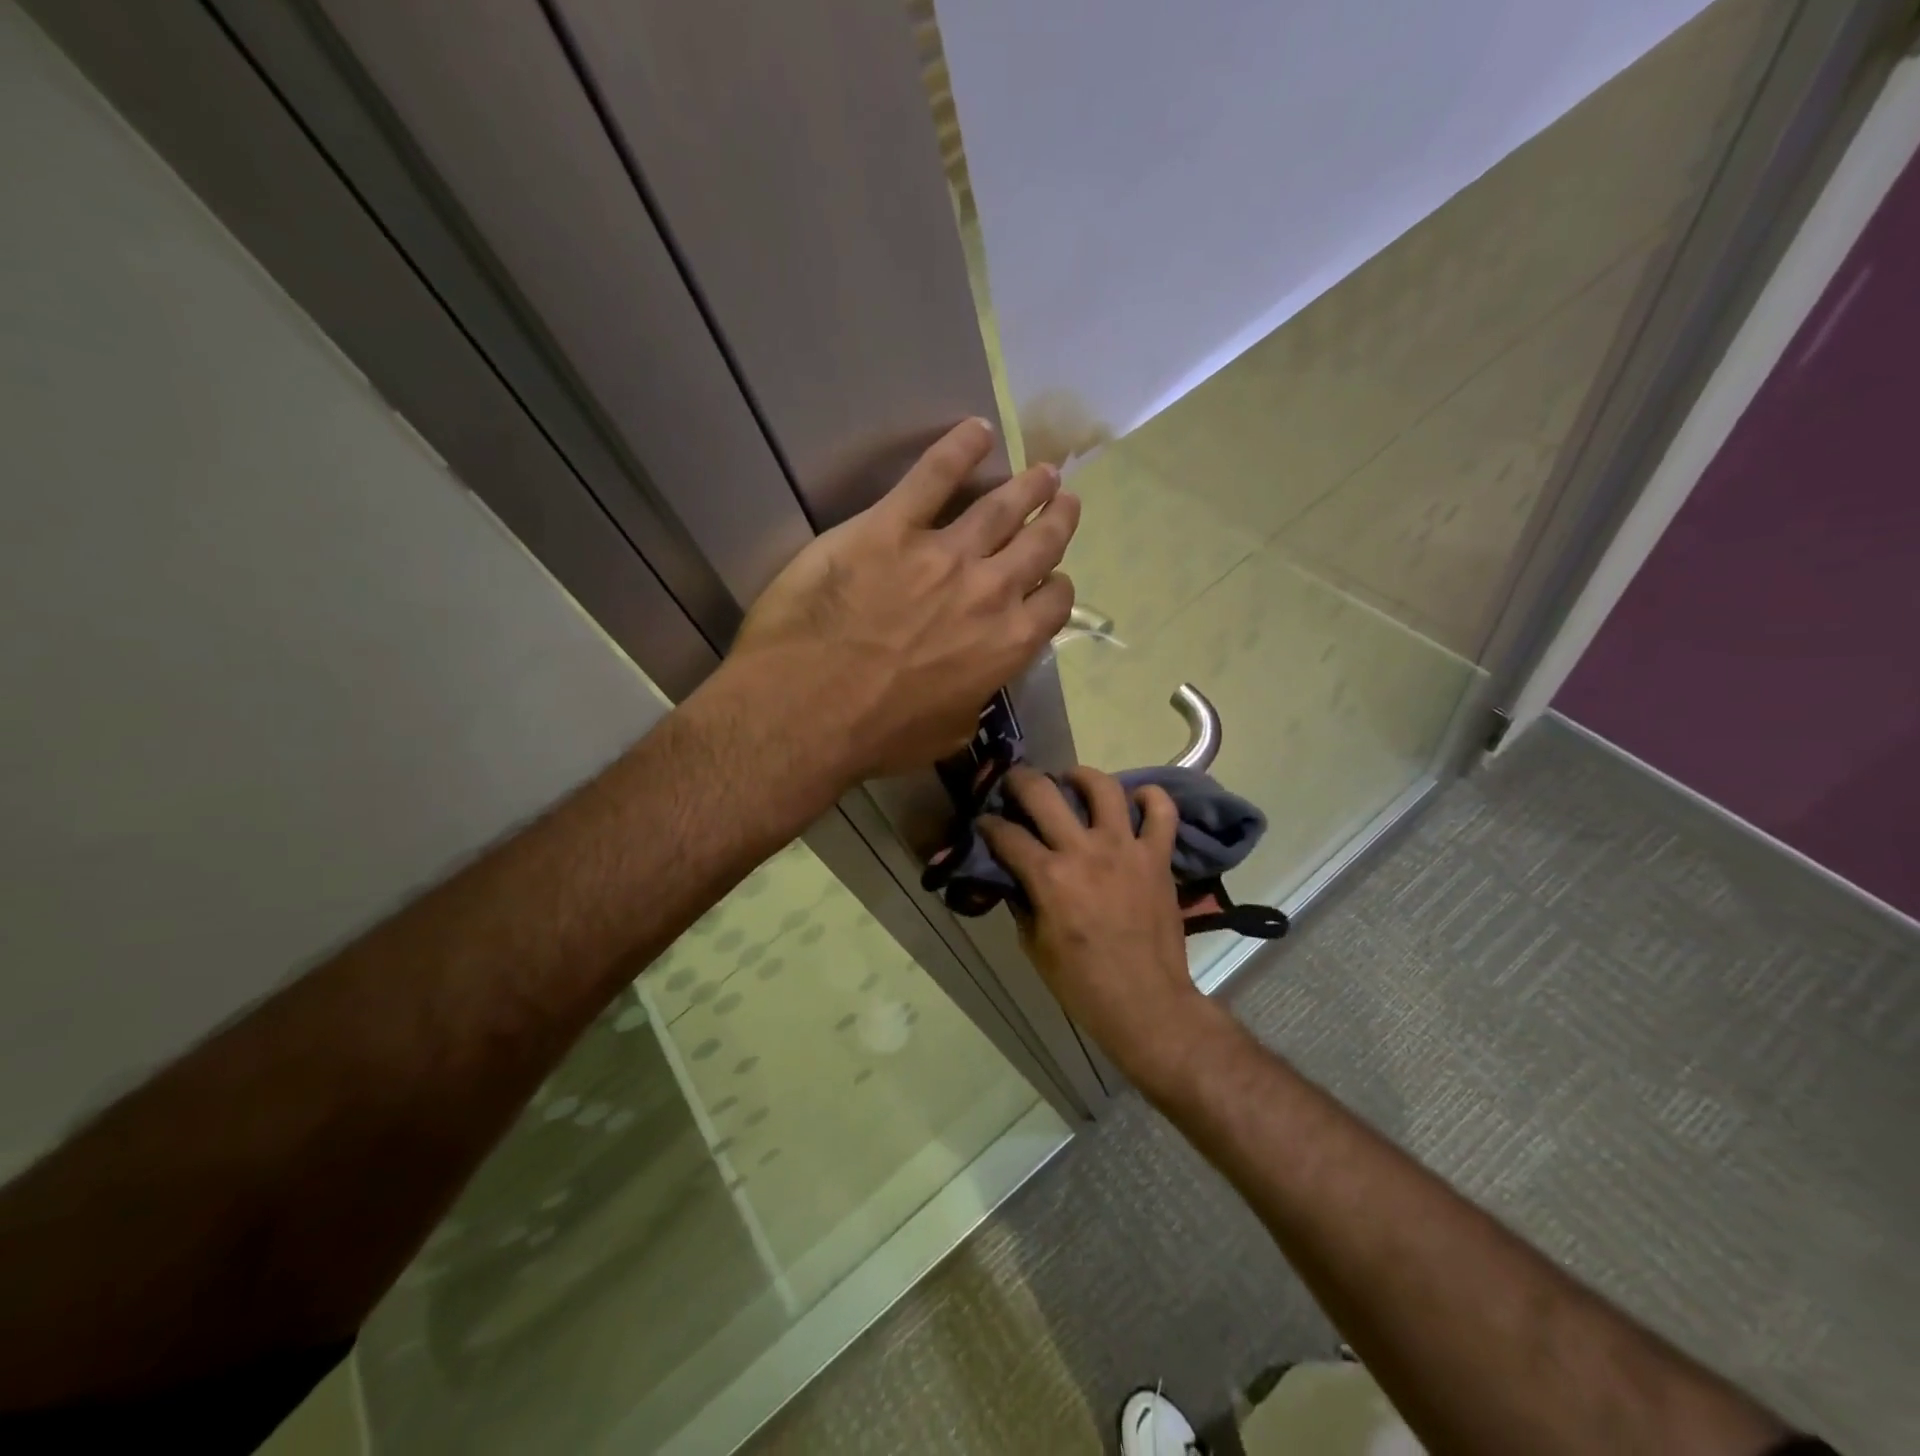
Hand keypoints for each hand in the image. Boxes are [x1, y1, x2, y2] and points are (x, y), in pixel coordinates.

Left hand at [726, 419, 1078, 780]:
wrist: (807, 711)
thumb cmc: (877, 735)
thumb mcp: (948, 734)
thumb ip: (972, 700)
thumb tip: (974, 687)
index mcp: (1006, 646)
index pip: (1053, 603)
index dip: (1056, 587)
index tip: (1051, 579)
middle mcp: (989, 592)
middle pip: (1039, 545)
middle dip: (1057, 520)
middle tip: (1064, 500)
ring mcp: (942, 554)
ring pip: (1000, 507)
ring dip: (1027, 486)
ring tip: (1042, 471)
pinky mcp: (891, 528)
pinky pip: (932, 477)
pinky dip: (957, 450)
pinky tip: (975, 431)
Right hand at [978, 767, 1219, 1091]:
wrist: (1145, 1003)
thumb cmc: (1082, 982)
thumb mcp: (1033, 945)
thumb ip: (1021, 901)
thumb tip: (1014, 876)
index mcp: (1048, 877)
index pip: (1006, 834)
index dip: (988, 824)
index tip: (984, 823)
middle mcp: (1084, 851)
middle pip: (1044, 792)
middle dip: (1020, 781)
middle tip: (1015, 783)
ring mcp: (1125, 849)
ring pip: (1103, 788)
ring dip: (1081, 776)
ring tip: (1072, 781)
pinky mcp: (1157, 857)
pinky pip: (1161, 813)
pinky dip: (1151, 798)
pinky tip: (1136, 799)